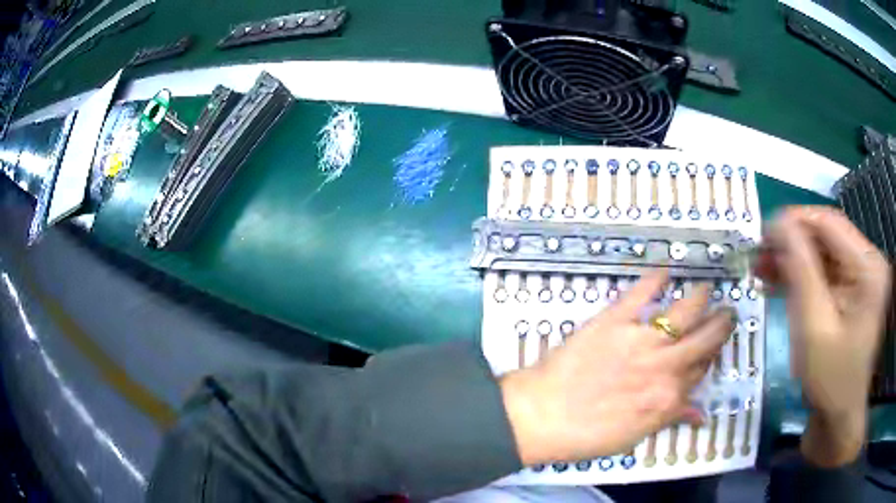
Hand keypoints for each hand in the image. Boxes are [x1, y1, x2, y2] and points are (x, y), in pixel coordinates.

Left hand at [499, 270, 735, 464]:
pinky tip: (664, 269)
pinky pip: (641, 293)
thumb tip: (699, 415)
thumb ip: (670, 418)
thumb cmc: (587, 434)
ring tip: (706, 288)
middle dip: (721, 323)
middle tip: (727, 312)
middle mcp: (665, 366)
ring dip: (700, 297)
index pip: (703, 369)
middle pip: (706, 338)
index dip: (710, 356)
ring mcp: (642, 340)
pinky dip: (654, 278)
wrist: (543, 415)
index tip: (714, 347)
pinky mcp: (616, 321)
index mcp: (670, 397)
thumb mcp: (634, 436)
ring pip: (685, 312)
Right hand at [761, 206, 891, 465]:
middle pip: (827, 237)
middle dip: (792, 243)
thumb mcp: (814, 326)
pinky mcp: (852, 292)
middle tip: (758, 255)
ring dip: (794, 259)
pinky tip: (779, 281)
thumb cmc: (830, 380)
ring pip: (823, 253)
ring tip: (762, 269)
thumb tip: (778, 222)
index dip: (795, 221)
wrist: (838, 419)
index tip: (762, 232)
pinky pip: (824, 273)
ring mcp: (861, 278)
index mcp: (868, 267)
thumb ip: (800, 270)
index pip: (830, 223)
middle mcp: (868, 263)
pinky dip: (802, 276)